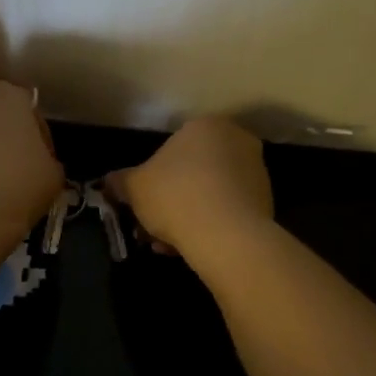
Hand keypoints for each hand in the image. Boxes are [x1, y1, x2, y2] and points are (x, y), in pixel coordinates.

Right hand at [109, 117, 273, 264]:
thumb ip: (120, 181)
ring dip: (189, 217)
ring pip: (210, 194)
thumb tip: (108, 182)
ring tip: (169, 246)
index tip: (142, 204)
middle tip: (152, 228)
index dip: (153, 178)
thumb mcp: (134, 187)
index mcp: (205, 126)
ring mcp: (256, 171)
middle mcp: (236, 140)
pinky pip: (228, 211)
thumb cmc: (175, 196)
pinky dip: (210, 227)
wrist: (226, 234)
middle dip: (171, 201)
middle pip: (193, 172)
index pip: (172, 148)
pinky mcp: (267, 202)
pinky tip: (192, 249)